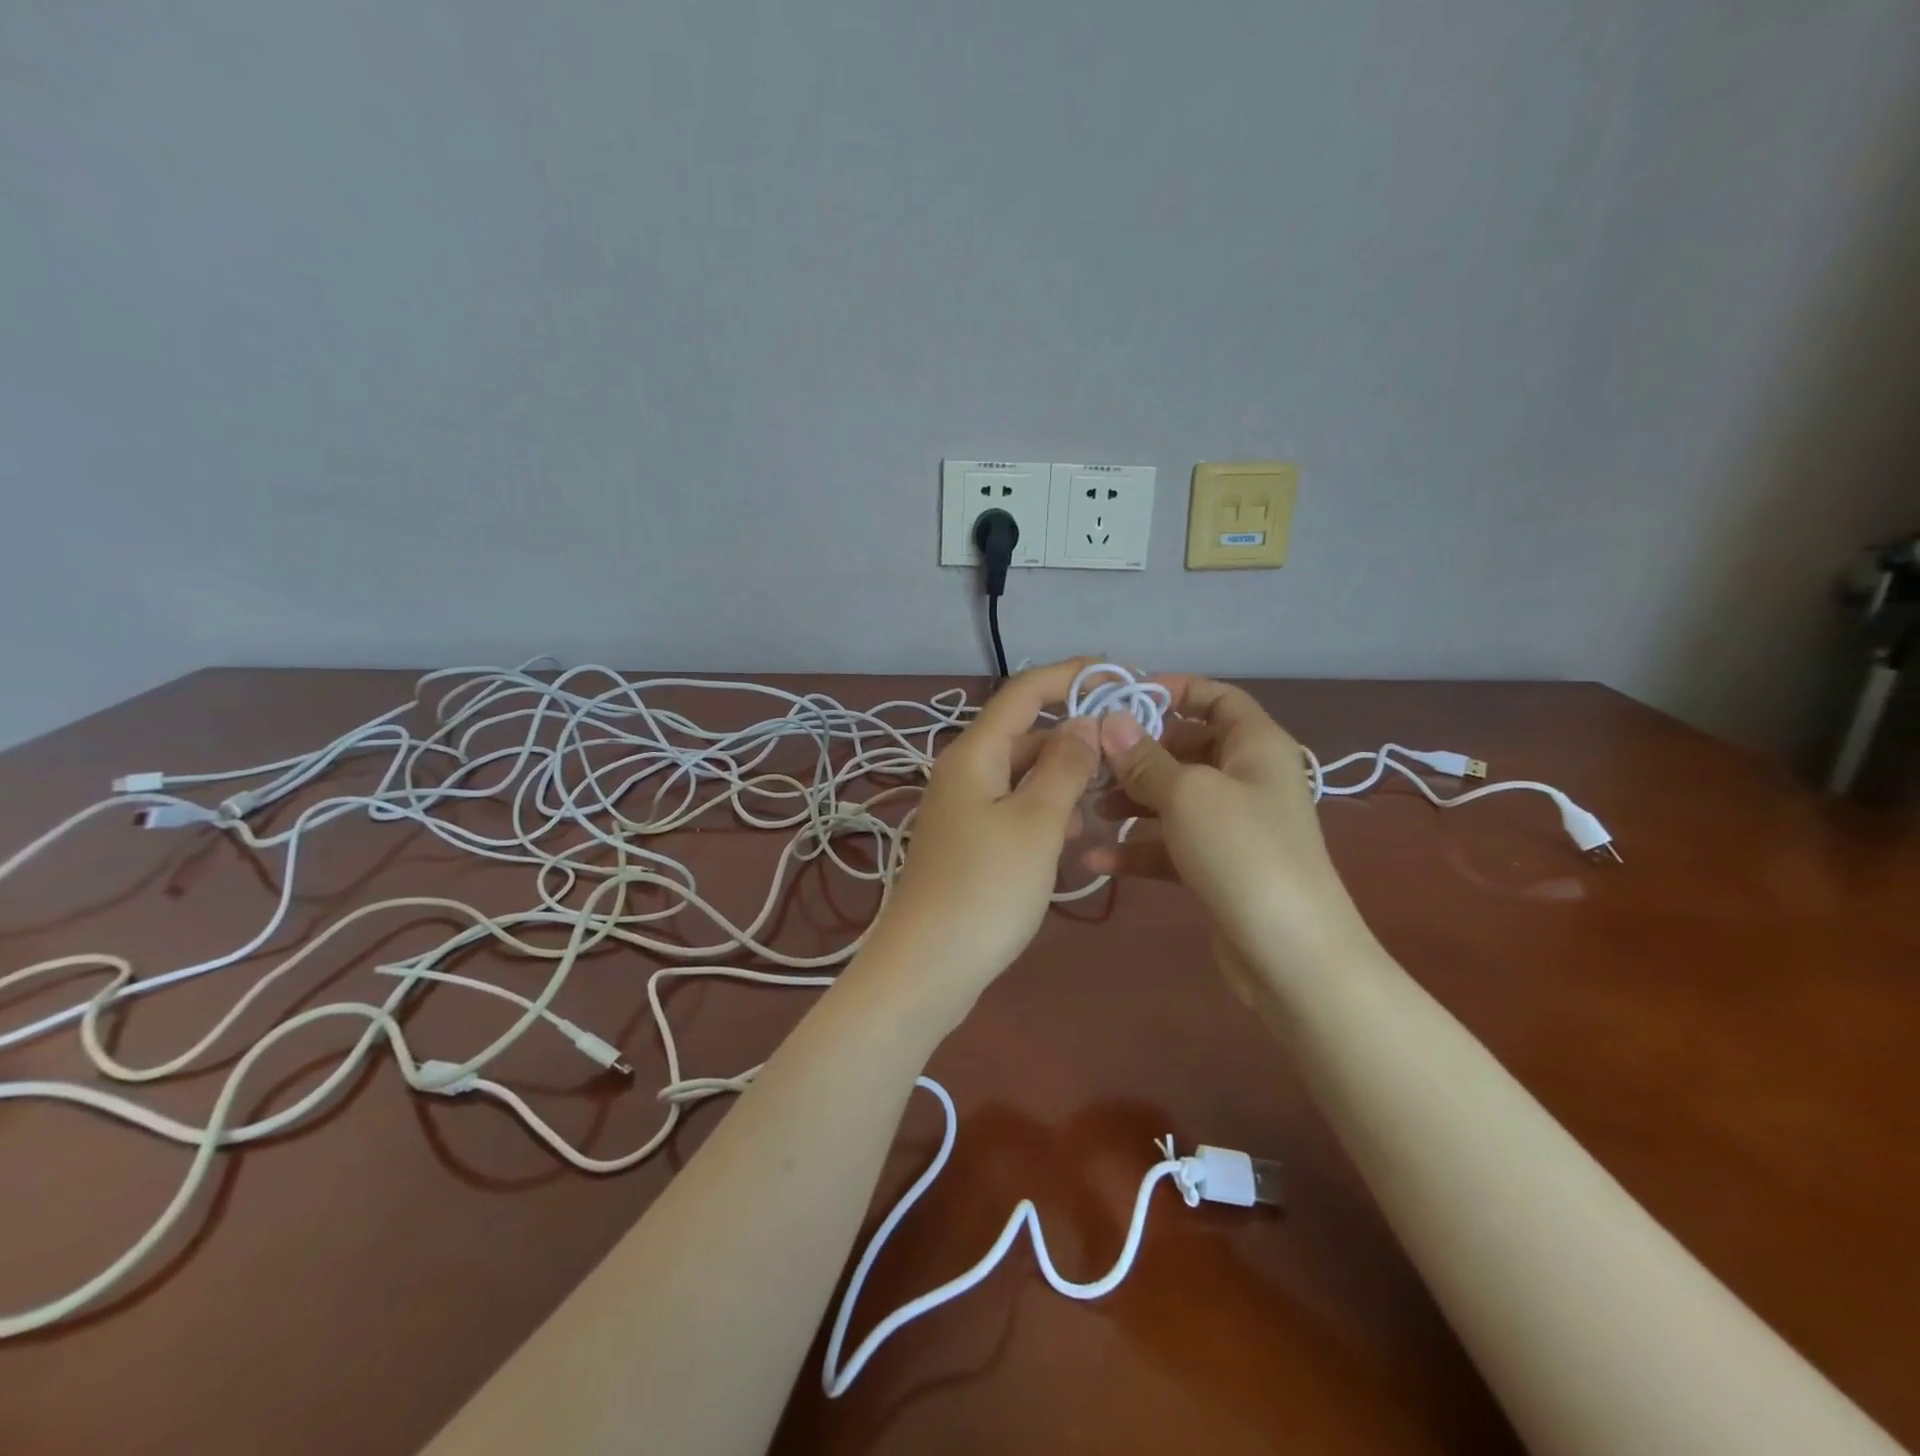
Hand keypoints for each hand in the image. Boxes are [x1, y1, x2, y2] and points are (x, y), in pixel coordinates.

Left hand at [859, 660, 1100, 1007]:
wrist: (927, 967)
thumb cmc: (986, 889)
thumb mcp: (1036, 823)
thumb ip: (1063, 768)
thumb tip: (1083, 722)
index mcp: (974, 755)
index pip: (1023, 693)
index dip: (1069, 676)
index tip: (1117, 674)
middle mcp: (964, 773)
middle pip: (1024, 733)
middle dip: (1074, 734)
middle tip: (1127, 748)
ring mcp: (963, 809)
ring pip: (1022, 775)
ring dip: (1064, 778)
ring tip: (1109, 798)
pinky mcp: (969, 843)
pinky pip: (1014, 809)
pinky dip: (1046, 812)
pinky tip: (1075, 838)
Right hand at [1082, 676, 1374, 972]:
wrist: (1290, 953)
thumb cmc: (1242, 851)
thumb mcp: (1187, 794)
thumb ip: (1144, 758)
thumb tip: (1110, 721)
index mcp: (1255, 745)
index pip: (1217, 697)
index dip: (1173, 691)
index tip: (1121, 700)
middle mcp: (1247, 778)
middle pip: (1186, 748)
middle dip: (1137, 754)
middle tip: (1090, 761)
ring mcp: (1233, 825)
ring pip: (1173, 797)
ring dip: (1130, 801)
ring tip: (1086, 809)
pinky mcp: (1217, 866)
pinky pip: (1171, 844)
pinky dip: (1138, 847)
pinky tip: (1096, 859)